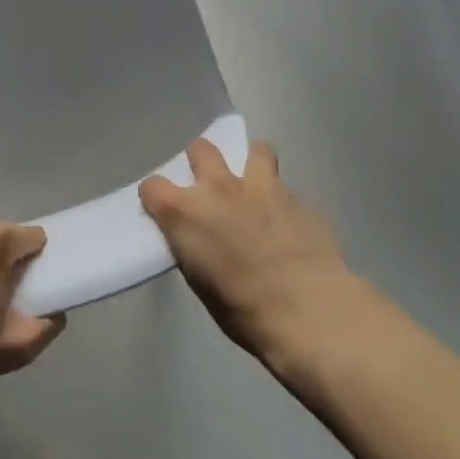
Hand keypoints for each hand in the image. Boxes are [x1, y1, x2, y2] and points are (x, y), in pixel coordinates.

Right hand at [140, 138, 358, 369]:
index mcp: (184, 211)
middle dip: (201, 162)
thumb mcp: (199, 281)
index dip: (156, 197)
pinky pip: (285, 187)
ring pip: (255, 149)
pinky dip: (282, 200)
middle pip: (200, 149)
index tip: (163, 210)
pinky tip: (289, 222)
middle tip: (210, 187)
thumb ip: (192, 245)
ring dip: (251, 163)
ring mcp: (261, 187)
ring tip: (255, 185)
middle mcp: (218, 187)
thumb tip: (198, 238)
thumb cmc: (242, 308)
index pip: (152, 186)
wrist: (307, 309)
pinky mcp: (298, 197)